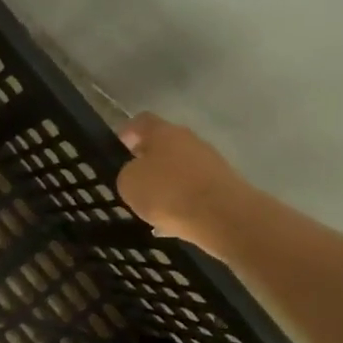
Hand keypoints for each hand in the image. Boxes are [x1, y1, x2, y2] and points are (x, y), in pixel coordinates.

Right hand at [116, 112, 257, 258]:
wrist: (223, 216)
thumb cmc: (168, 192)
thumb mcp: (129, 183)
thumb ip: (128, 173)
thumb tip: (137, 173)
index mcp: (164, 132)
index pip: (141, 121)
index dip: (127, 132)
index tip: (118, 148)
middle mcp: (189, 140)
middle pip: (164, 144)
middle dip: (148, 161)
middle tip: (133, 180)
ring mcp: (210, 162)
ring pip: (180, 168)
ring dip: (166, 182)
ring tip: (152, 206)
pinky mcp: (224, 185)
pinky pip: (194, 189)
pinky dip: (183, 201)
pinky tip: (173, 221)